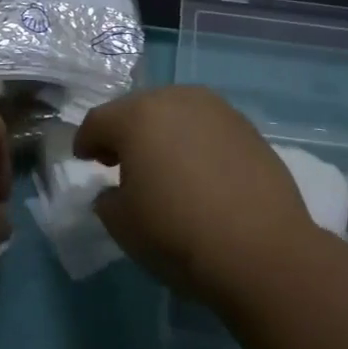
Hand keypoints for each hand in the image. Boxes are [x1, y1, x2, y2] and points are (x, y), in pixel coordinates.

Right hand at [74, 86, 318, 310]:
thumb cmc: (178, 233)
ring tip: (163, 166)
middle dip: (124, 133)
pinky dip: (195, 141)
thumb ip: (107, 200)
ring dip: (162, 133)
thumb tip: (114, 191)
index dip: (86, 141)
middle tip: (120, 162)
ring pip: (175, 113)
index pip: (98, 121)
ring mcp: (215, 109)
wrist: (262, 249)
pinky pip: (206, 127)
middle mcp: (175, 98)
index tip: (84, 160)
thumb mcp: (123, 225)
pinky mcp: (246, 126)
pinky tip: (200, 172)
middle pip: (137, 110)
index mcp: (137, 116)